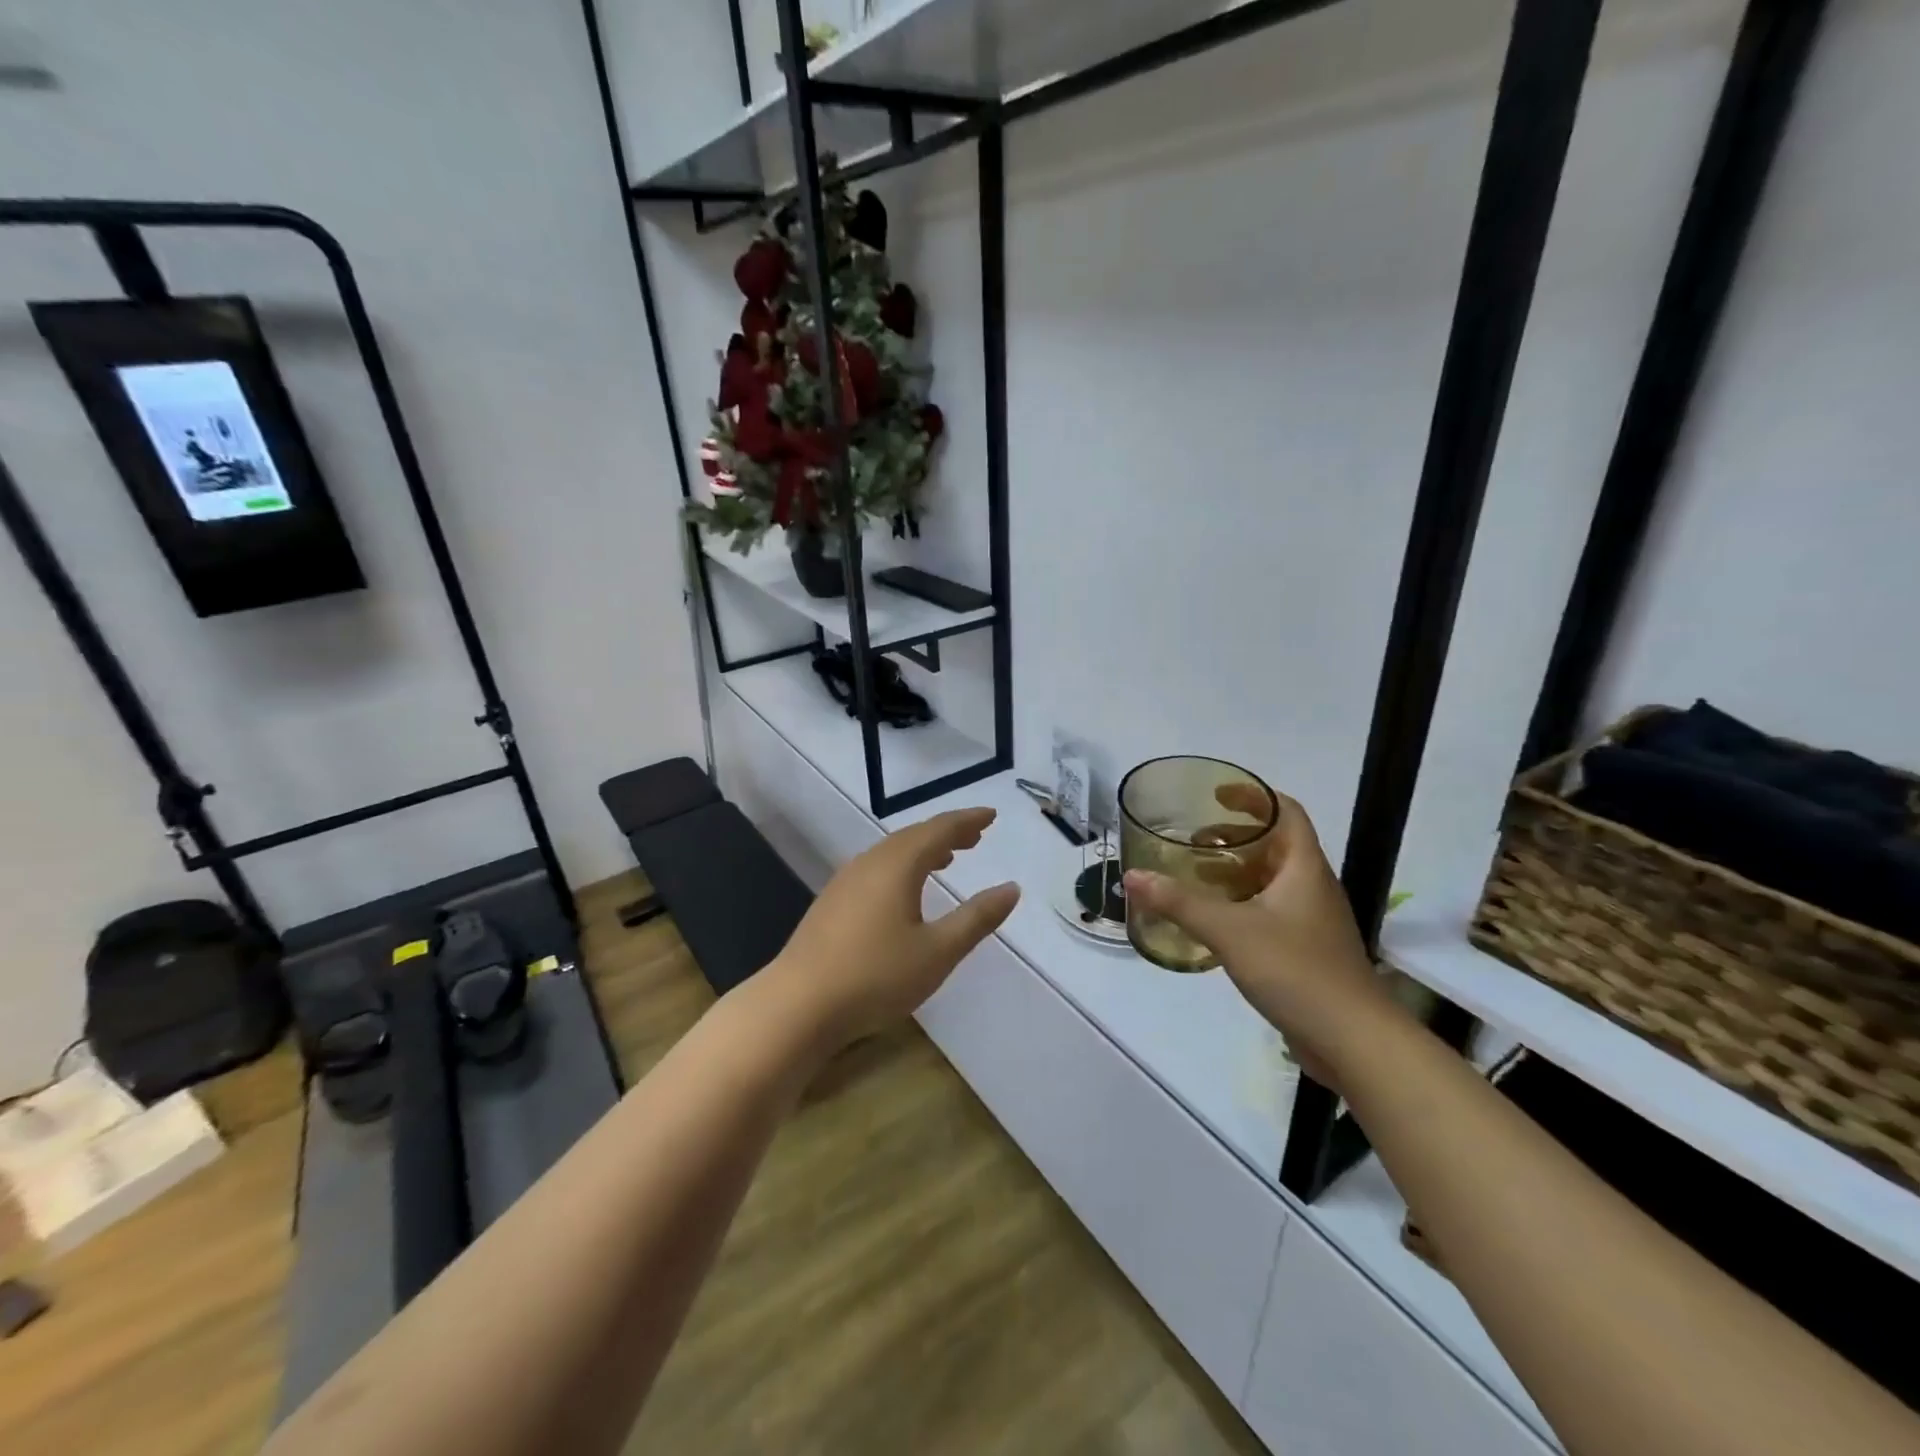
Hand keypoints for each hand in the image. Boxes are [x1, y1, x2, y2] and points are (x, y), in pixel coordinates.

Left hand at [760, 807, 1019, 1050]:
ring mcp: (846, 881)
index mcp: (897, 865)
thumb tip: (1011, 888)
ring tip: (947, 859)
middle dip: (947, 833)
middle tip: (975, 836)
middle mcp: (870, 863)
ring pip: (892, 852)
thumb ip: (976, 918)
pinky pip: (876, 868)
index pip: (939, 830)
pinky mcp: (832, 902)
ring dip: (923, 850)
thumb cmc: (875, 976)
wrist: (798, 1005)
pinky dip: (901, 867)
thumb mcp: (937, 952)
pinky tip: (904, 892)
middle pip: (914, 836)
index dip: (967, 820)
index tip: (991, 816)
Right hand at [1124, 788, 1399, 1083]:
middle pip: (1274, 845)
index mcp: (1304, 868)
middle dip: (1233, 837)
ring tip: (1193, 876)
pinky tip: (1213, 922)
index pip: (1286, 812)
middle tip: (1192, 840)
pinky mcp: (1305, 951)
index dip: (1253, 796)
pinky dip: (1239, 904)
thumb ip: (1179, 902)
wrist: (1353, 1040)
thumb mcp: (1230, 931)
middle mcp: (1311, 887)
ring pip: (1269, 881)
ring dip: (1234, 872)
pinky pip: (1268, 911)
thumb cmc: (1297, 970)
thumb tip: (1132, 876)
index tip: (1216, 794)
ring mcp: (1311, 921)